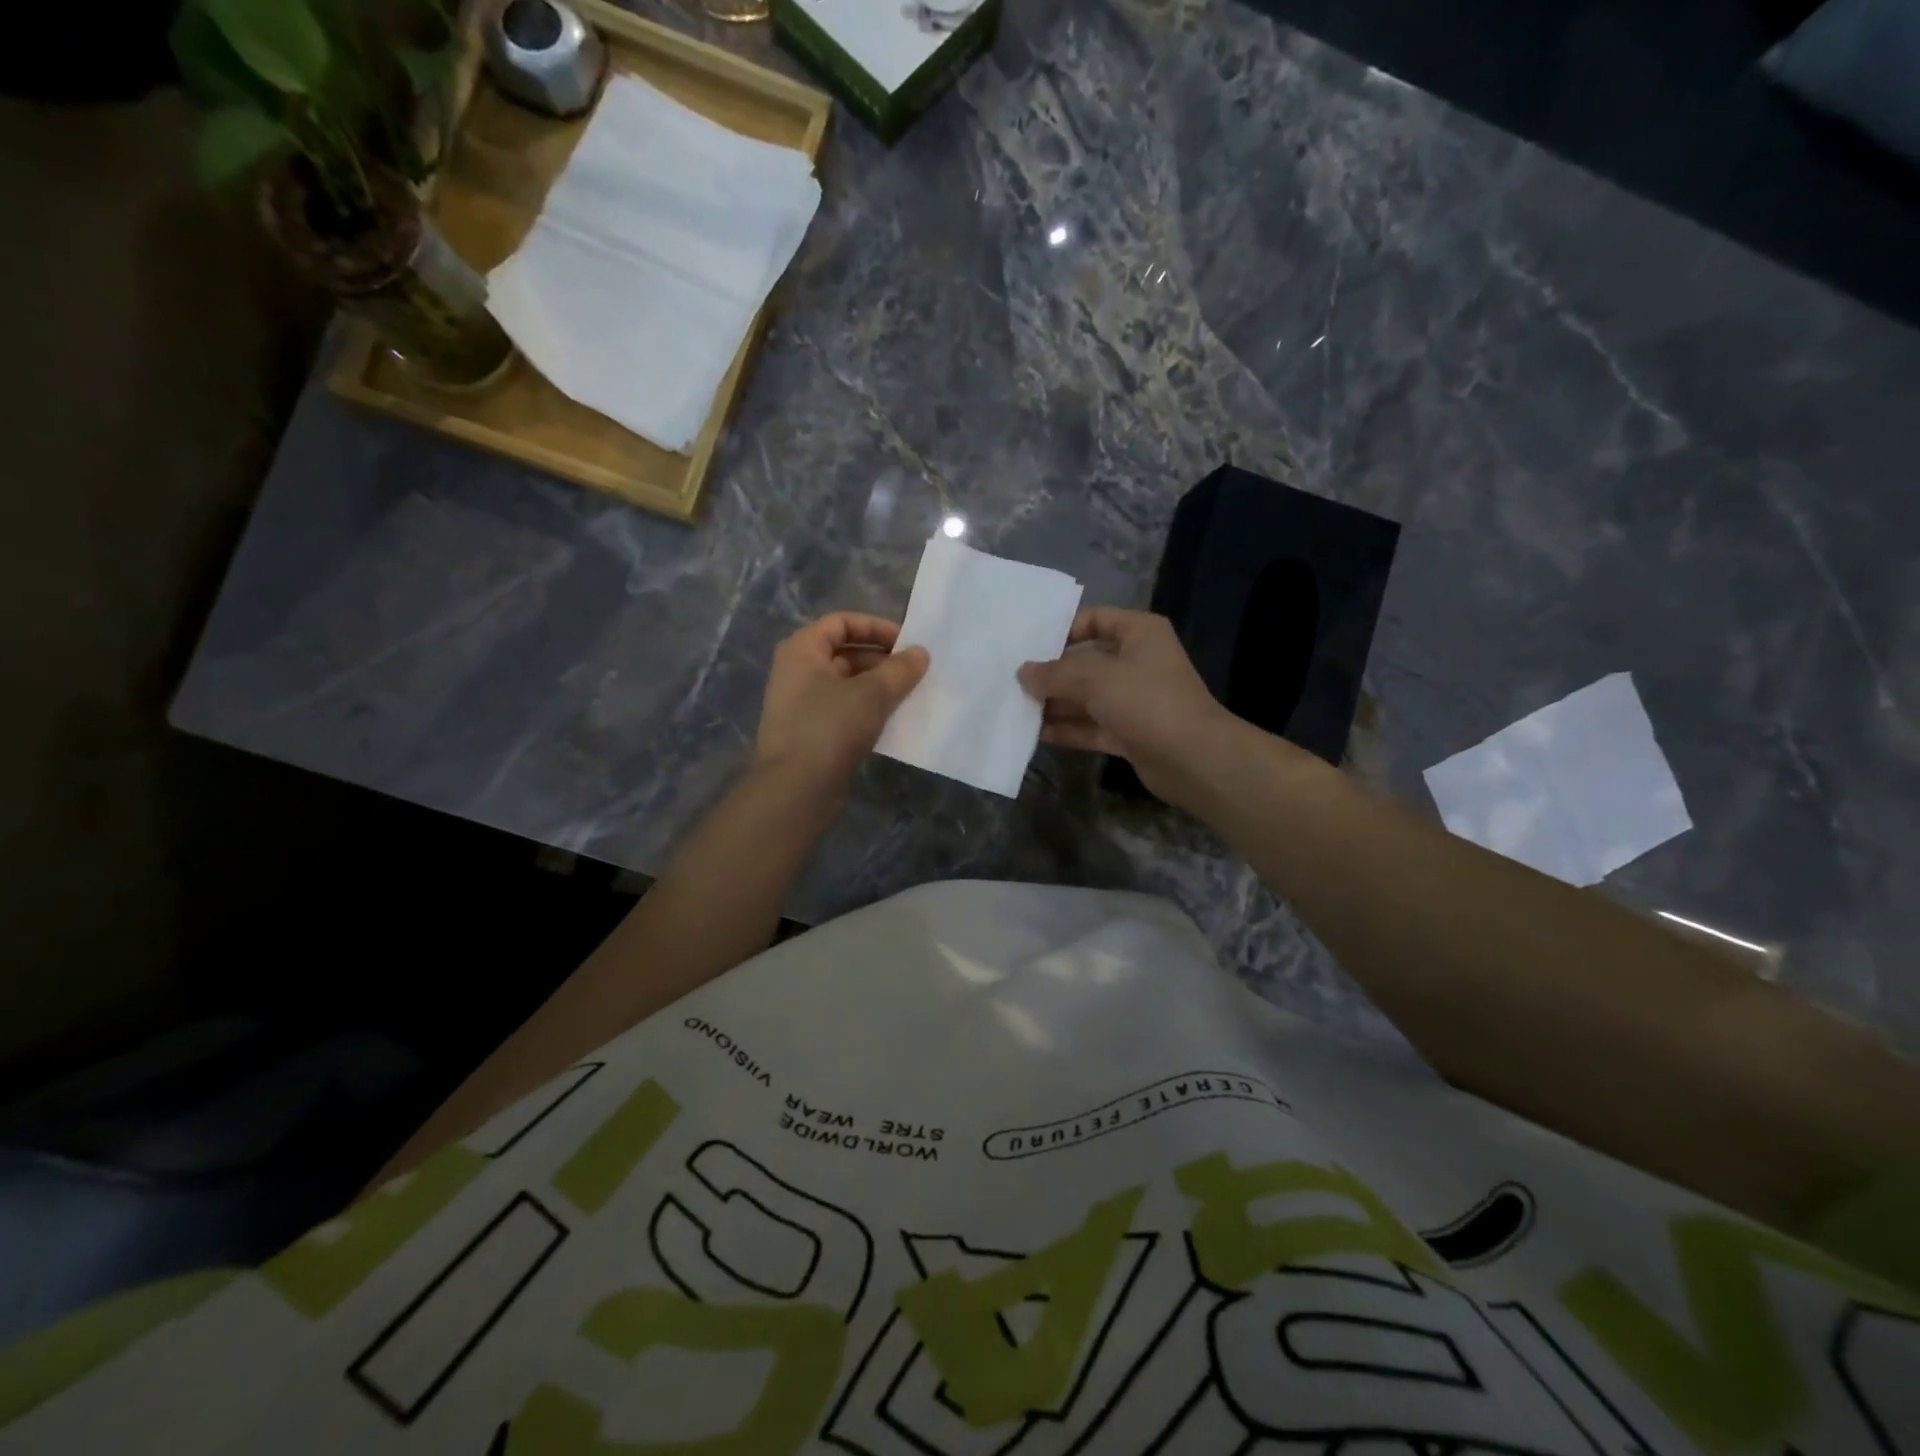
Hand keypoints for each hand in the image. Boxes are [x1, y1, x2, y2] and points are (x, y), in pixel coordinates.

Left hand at [755, 613, 929, 791]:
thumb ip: (900, 669)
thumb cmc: (830, 728)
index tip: (907, 644)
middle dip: (881, 660)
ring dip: (878, 686)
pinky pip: (843, 710)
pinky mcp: (810, 733)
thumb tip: (921, 653)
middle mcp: (796, 672)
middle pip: (844, 652)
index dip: (875, 627)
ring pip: (846, 684)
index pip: (841, 622)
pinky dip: (867, 710)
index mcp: (802, 650)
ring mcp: (801, 704)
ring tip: (909, 696)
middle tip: (914, 673)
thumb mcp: (872, 693)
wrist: (795, 789)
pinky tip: (892, 721)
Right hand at [1018, 607, 1239, 808]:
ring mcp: (1133, 699)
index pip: (1095, 619)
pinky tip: (1035, 733)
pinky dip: (1067, 729)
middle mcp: (1137, 661)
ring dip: (1055, 703)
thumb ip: (1055, 674)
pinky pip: (1091, 725)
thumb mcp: (1095, 678)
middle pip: (1086, 660)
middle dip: (1052, 672)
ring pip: (1086, 696)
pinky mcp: (1129, 732)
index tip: (1029, 644)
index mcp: (1139, 633)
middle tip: (1011, 679)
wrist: (1194, 759)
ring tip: (1014, 706)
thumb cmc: (1147, 701)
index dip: (1063, 629)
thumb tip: (1023, 673)